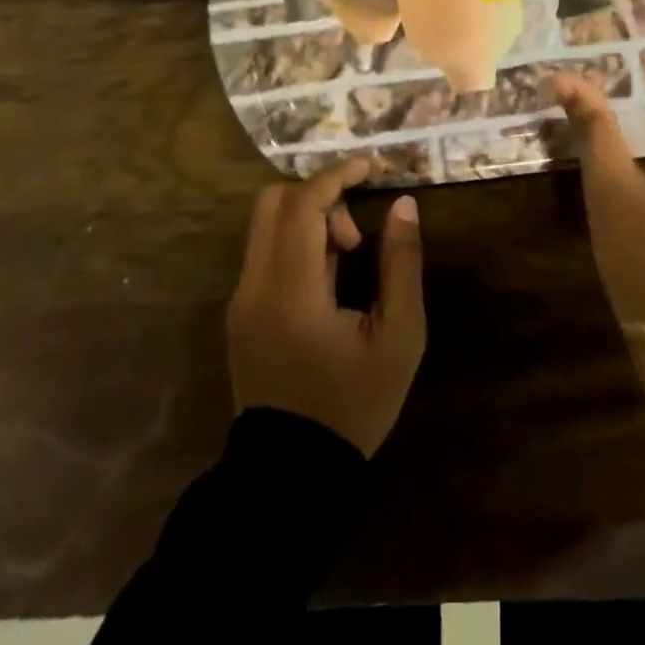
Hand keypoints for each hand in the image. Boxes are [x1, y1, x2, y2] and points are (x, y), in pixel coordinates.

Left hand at [227, 159, 426, 457]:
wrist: (291, 478)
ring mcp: (241, 299)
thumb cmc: (352, 407)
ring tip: (347, 258)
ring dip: (308, 218)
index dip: (337, 174)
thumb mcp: (398, 338)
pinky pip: (264, 251)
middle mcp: (254, 286)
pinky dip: (296, 240)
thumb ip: (402, 265)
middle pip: (273, 201)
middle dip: (320, 194)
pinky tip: (328, 277)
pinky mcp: (240, 312)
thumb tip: (404, 205)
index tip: (372, 166)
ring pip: (265, 224)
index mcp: (291, 291)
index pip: (302, 204)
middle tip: (356, 232)